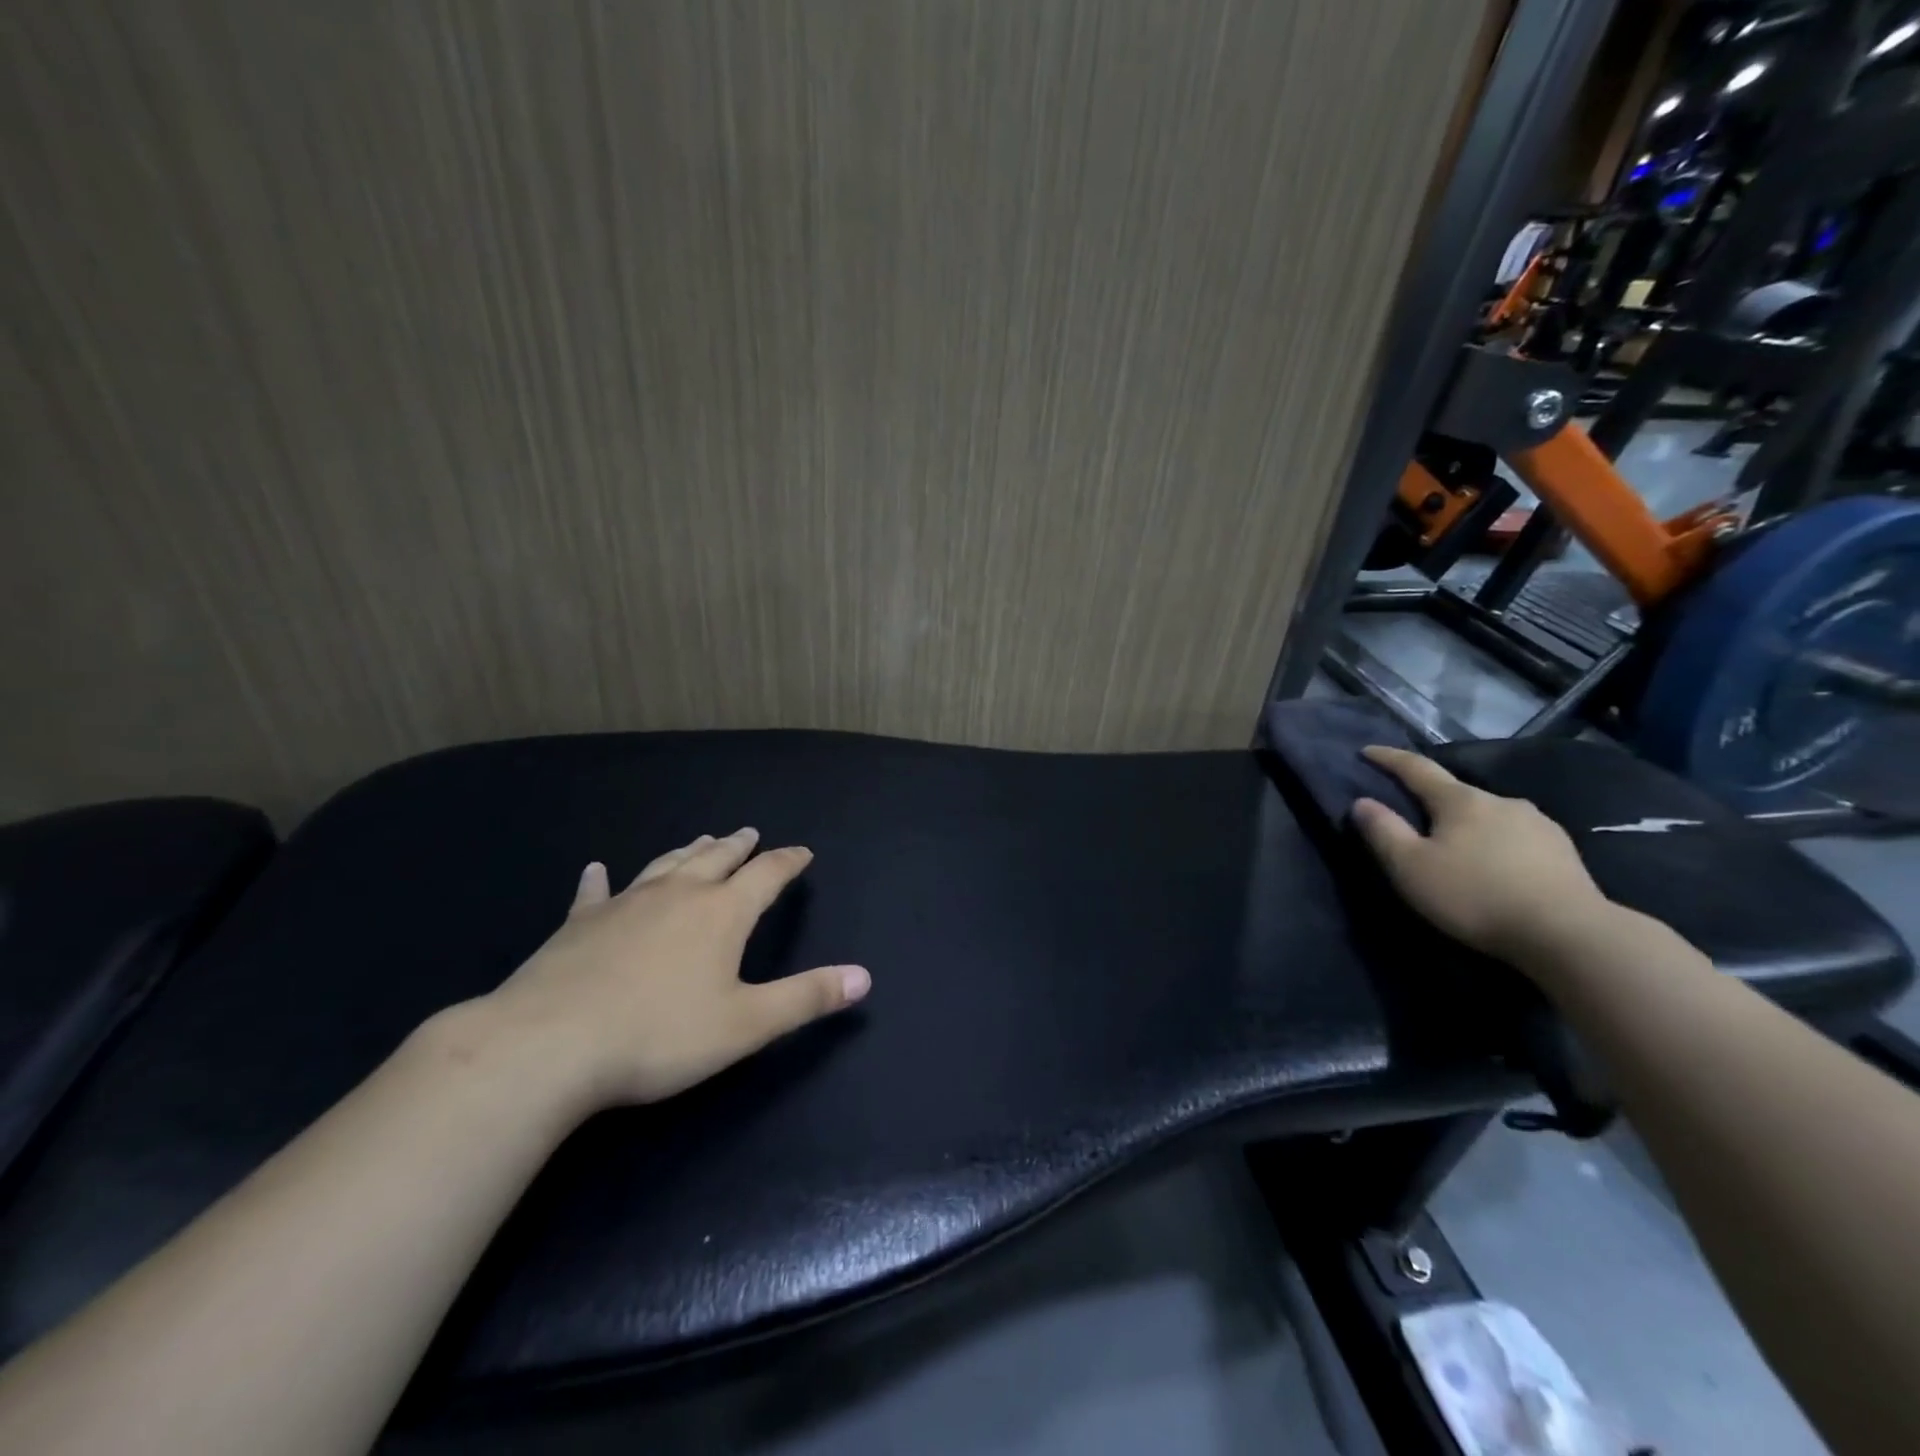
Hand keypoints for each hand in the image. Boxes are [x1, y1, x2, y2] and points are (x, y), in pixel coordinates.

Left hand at [474, 829, 869, 1111]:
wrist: (547, 1046)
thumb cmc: (659, 1036)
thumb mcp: (747, 1024)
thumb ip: (807, 997)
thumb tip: (864, 977)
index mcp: (721, 913)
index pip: (766, 876)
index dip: (787, 862)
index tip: (802, 852)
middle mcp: (678, 895)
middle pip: (716, 859)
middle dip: (738, 847)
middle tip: (750, 833)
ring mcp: (624, 904)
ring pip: (665, 865)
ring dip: (688, 851)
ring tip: (702, 839)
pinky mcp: (578, 925)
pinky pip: (595, 893)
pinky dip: (599, 880)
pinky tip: (596, 869)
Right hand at [1351, 746, 1614, 965]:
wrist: (1570, 934)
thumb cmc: (1476, 895)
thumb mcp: (1411, 867)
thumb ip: (1383, 831)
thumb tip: (1362, 802)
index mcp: (1460, 800)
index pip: (1416, 768)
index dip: (1389, 758)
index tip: (1367, 750)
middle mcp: (1501, 801)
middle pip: (1456, 792)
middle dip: (1431, 799)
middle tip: (1412, 815)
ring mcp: (1538, 824)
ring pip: (1489, 815)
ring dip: (1468, 824)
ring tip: (1457, 846)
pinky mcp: (1563, 851)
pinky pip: (1516, 837)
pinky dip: (1497, 843)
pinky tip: (1497, 865)